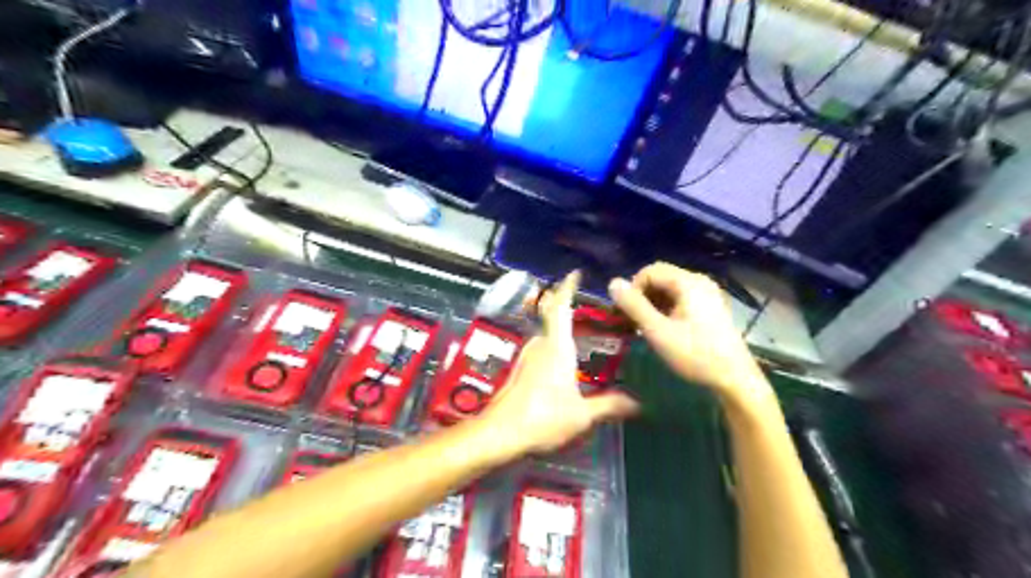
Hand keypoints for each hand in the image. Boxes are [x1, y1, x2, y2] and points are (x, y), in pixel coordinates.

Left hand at [474, 272, 636, 457]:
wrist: (499, 434)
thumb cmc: (543, 417)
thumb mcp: (582, 415)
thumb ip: (609, 405)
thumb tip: (639, 403)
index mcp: (556, 346)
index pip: (560, 307)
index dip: (567, 287)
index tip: (575, 273)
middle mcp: (539, 346)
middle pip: (553, 319)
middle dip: (570, 311)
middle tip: (596, 314)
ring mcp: (526, 358)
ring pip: (547, 337)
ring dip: (563, 333)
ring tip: (586, 339)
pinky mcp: (520, 371)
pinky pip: (542, 351)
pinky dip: (556, 349)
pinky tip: (568, 366)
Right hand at [607, 263, 767, 399]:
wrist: (734, 379)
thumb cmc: (694, 354)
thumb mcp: (657, 331)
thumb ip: (634, 306)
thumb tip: (613, 283)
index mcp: (688, 282)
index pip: (649, 271)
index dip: (633, 289)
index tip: (627, 314)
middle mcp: (699, 281)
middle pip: (660, 277)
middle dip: (643, 296)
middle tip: (635, 322)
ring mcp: (708, 293)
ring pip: (670, 289)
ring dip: (654, 303)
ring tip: (649, 327)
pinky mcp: (712, 306)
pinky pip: (682, 298)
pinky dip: (668, 308)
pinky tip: (666, 329)